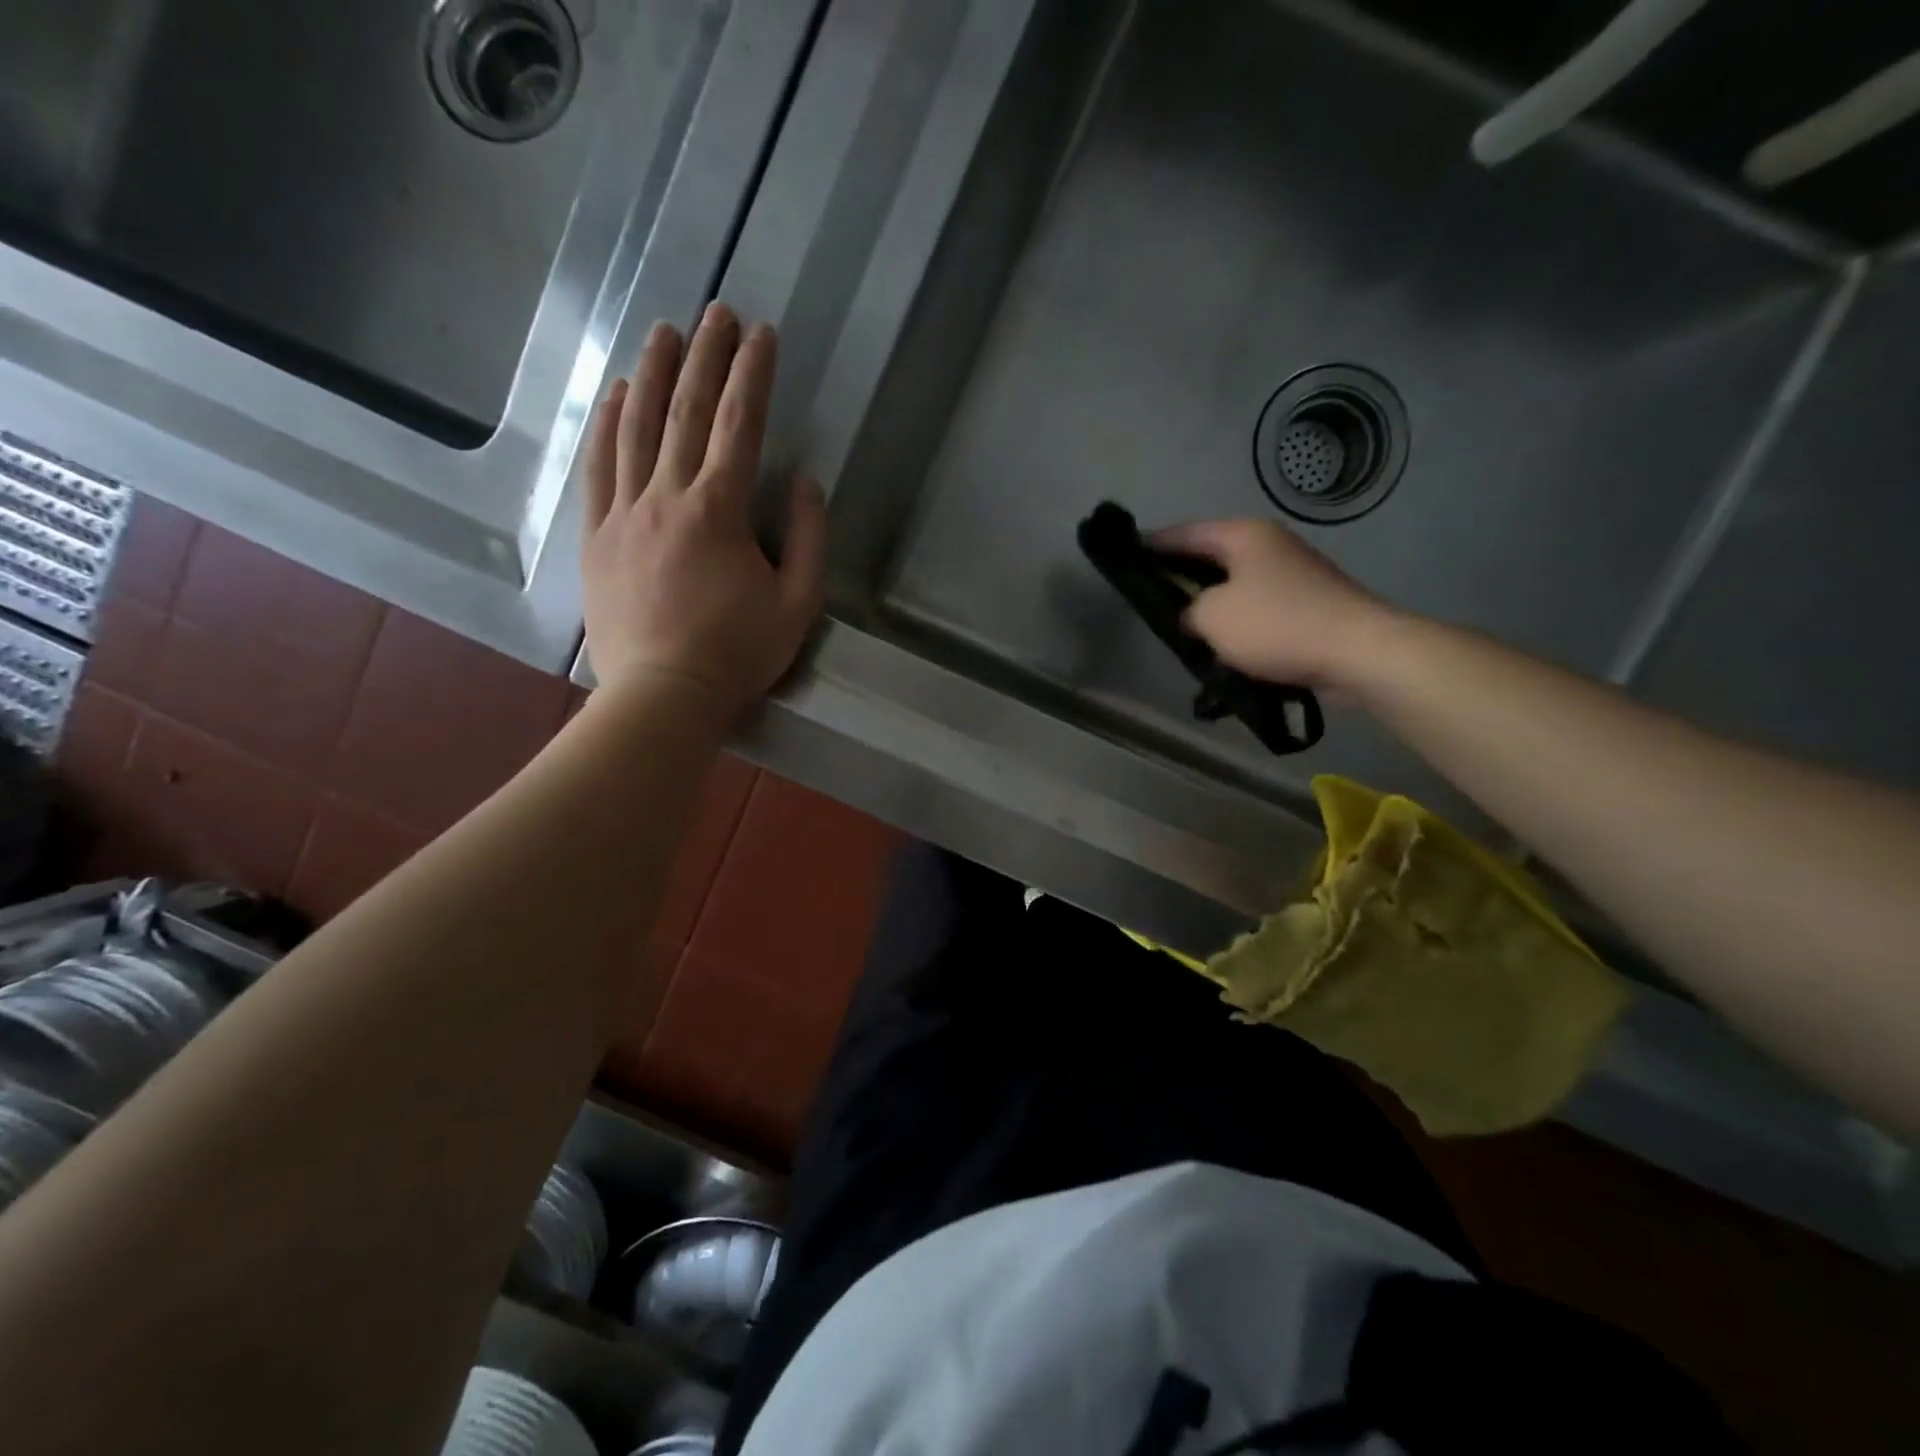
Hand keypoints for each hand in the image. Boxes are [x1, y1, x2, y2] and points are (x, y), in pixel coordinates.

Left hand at [582, 304, 825, 719]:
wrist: (662, 695)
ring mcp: (623, 513)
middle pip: (684, 413)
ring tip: (662, 333)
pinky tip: (613, 395)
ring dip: (650, 375)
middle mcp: (666, 497)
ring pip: (634, 428)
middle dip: (704, 358)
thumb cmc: (738, 655)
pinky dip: (604, 424)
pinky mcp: (596, 536)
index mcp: (719, 512)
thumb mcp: (797, 604)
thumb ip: (807, 538)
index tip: (761, 334)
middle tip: (715, 312)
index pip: (739, 426)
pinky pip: (597, 466)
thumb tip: (803, 480)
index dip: (752, 376)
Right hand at [1153, 518, 1395, 691]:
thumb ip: (1186, 611)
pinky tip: (1221, 649)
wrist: (1357, 653)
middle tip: (1149, 598)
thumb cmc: (1276, 624)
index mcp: (1244, 536)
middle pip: (1210, 558)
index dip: (1152, 545)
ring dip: (1209, 608)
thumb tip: (1192, 617)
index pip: (1184, 533)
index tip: (1127, 557)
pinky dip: (1236, 626)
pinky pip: (1257, 611)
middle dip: (1180, 579)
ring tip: (1181, 630)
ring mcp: (1291, 575)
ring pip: (1234, 587)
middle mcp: (1269, 546)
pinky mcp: (1306, 606)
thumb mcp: (1211, 617)